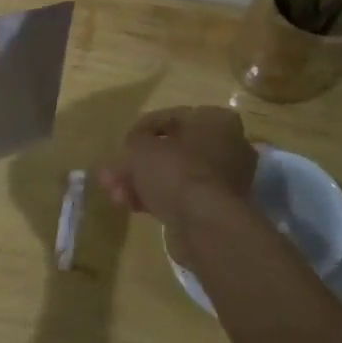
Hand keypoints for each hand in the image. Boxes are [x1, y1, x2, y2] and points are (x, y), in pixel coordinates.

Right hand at [96, 106, 256, 240]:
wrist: (204, 225)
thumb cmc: (176, 171)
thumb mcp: (141, 147)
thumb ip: (134, 141)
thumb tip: (133, 147)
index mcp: (216, 120)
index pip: (171, 117)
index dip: (141, 130)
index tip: (122, 144)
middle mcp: (228, 146)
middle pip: (173, 150)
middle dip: (140, 163)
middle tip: (113, 174)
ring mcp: (225, 180)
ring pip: (175, 175)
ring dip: (144, 183)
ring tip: (116, 195)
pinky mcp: (218, 208)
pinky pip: (182, 196)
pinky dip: (158, 199)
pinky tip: (132, 206)